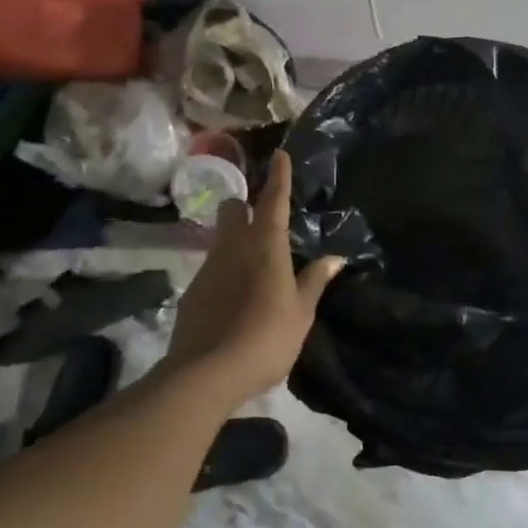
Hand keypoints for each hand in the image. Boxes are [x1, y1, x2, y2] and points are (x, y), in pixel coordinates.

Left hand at [167, 150, 344, 407]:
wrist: (207, 373)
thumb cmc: (267, 337)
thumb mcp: (301, 312)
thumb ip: (315, 280)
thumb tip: (335, 257)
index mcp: (266, 246)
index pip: (274, 201)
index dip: (279, 177)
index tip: (280, 154)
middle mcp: (234, 246)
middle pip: (233, 209)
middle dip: (245, 207)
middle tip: (261, 224)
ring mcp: (208, 267)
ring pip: (220, 239)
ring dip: (235, 243)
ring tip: (252, 272)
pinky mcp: (192, 291)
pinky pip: (211, 269)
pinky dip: (224, 274)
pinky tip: (233, 302)